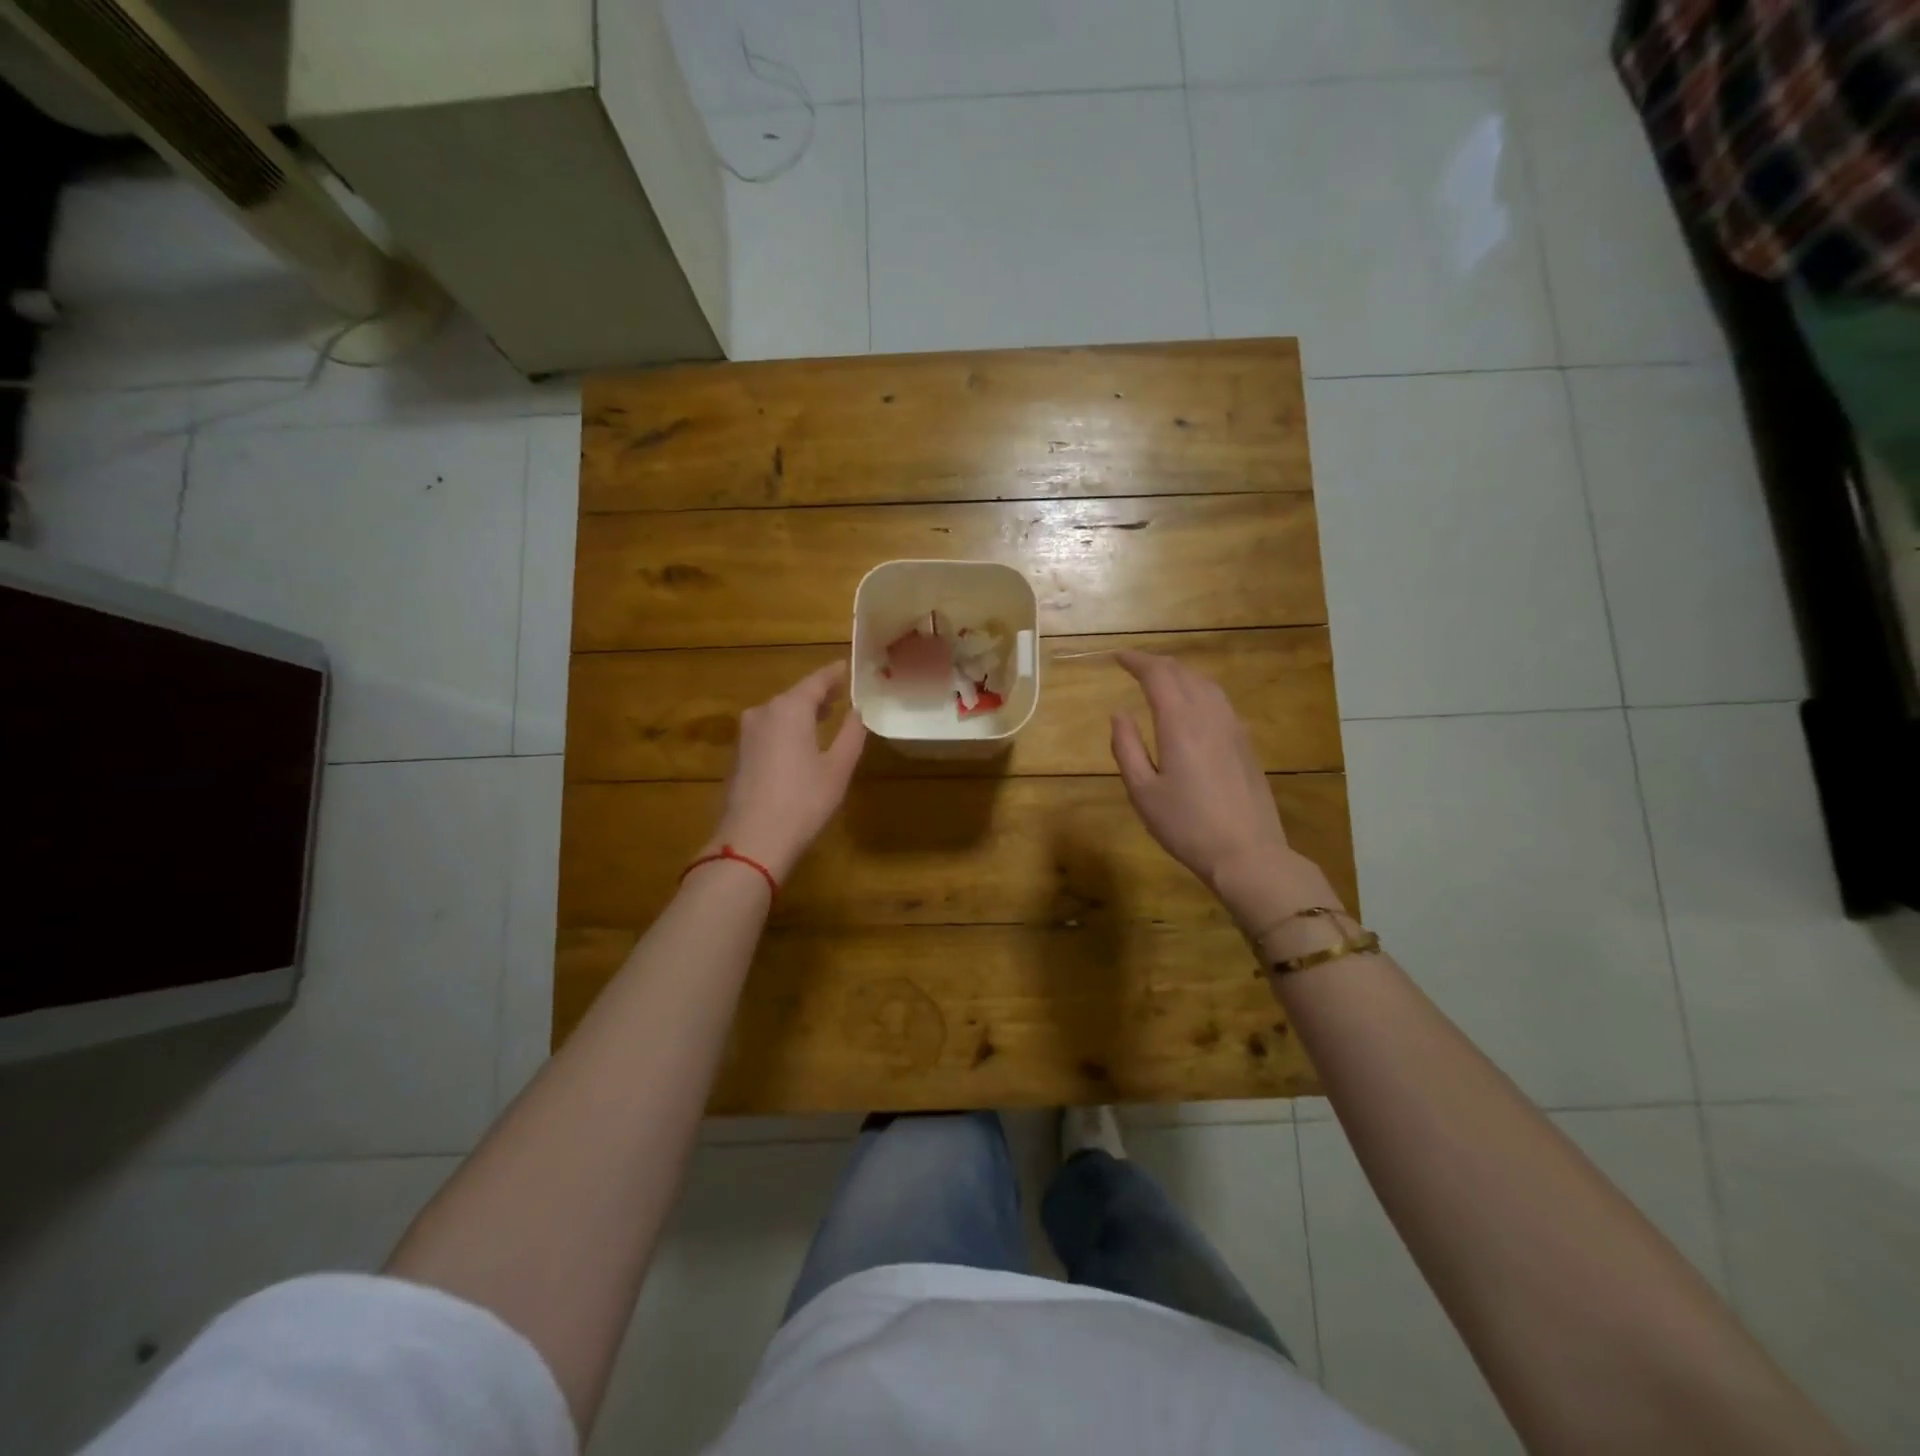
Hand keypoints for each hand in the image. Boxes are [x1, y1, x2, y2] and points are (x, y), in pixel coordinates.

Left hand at [704, 661, 866, 882]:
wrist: (752, 841)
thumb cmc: (803, 801)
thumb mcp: (838, 768)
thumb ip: (851, 734)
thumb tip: (858, 712)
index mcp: (790, 709)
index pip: (816, 681)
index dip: (833, 674)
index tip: (846, 667)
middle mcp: (763, 712)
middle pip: (795, 695)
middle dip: (818, 694)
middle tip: (840, 693)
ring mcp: (746, 734)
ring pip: (779, 713)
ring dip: (801, 712)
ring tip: (823, 716)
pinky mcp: (738, 756)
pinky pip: (767, 731)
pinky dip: (786, 729)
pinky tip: (799, 743)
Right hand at [1110, 650, 1341, 931]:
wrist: (1247, 854)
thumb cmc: (1186, 825)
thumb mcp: (1142, 791)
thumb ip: (1127, 747)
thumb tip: (1119, 714)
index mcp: (1180, 723)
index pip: (1157, 674)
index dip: (1136, 661)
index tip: (1117, 657)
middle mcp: (1210, 715)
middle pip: (1183, 673)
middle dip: (1156, 664)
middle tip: (1134, 666)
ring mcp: (1233, 727)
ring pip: (1206, 684)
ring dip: (1180, 674)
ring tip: (1161, 680)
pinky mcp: (1246, 743)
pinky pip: (1220, 701)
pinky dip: (1199, 690)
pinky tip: (1192, 706)